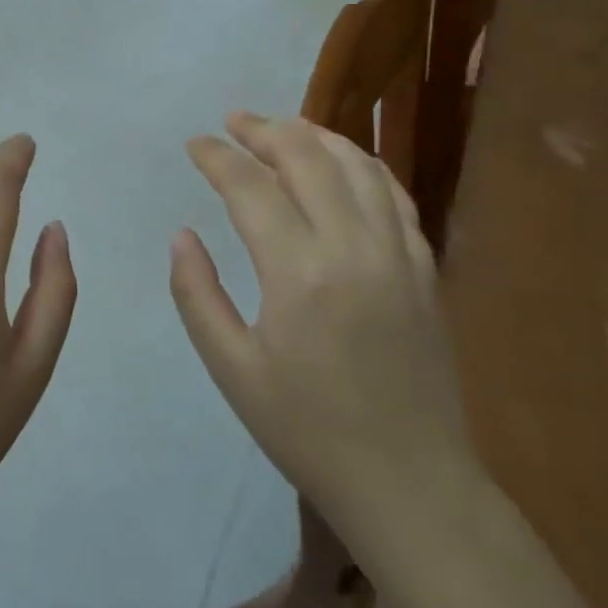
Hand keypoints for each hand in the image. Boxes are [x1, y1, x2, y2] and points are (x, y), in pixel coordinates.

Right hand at [170, 113, 481, 556]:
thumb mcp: (232, 370)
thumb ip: (197, 295)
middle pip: (306, 156)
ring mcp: (398, 253)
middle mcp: (353, 247)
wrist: (412, 484)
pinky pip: (392, 193)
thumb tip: (182, 235)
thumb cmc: (308, 431)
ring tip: (281, 128)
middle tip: (233, 123)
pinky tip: (340, 163)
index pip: (251, 187)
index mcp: (298, 274)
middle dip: (263, 129)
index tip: (195, 145)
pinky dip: (361, 164)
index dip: (218, 157)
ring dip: (314, 135)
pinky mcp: (424, 267)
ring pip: (356, 164)